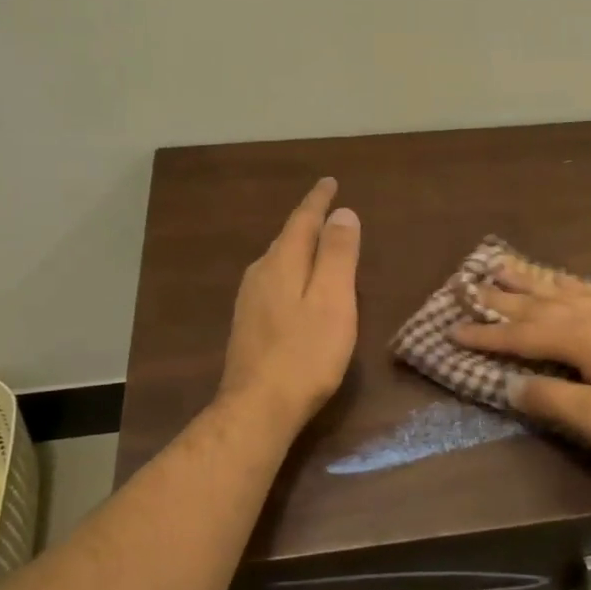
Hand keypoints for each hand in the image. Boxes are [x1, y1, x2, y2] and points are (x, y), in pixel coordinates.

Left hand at [218, 177, 361, 434]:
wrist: (257, 408)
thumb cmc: (305, 353)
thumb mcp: (333, 300)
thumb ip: (337, 254)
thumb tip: (342, 213)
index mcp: (282, 262)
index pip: (302, 220)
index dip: (318, 201)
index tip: (330, 182)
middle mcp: (261, 273)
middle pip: (288, 238)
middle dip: (308, 222)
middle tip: (328, 210)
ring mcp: (250, 300)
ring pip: (278, 261)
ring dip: (299, 247)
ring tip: (316, 242)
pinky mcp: (248, 323)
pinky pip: (274, 281)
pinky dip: (292, 271)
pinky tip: (297, 286)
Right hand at [451, 257, 590, 467]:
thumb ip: (554, 401)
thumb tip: (511, 385)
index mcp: (583, 339)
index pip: (523, 335)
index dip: (487, 335)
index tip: (453, 330)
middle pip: (539, 303)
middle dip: (501, 298)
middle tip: (468, 285)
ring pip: (563, 290)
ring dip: (530, 280)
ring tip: (504, 265)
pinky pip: (590, 290)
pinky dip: (567, 282)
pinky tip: (563, 280)